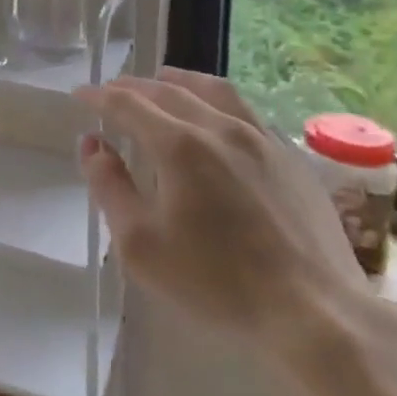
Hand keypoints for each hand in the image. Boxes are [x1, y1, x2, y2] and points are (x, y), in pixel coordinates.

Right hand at [75, 68, 369, 367]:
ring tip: (163, 82)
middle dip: (133, 86)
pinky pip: (245, 111)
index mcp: (179, 145)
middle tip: (113, 92)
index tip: (80, 95)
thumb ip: (109, 187)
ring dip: (178, 81)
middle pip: (168, 90)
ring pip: (213, 90)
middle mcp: (219, 127)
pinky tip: (216, 119)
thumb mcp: (141, 245)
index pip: (128, 103)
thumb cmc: (218, 283)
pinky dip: (216, 102)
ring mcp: (261, 138)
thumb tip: (92, 144)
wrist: (316, 313)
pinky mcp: (291, 156)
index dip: (99, 96)